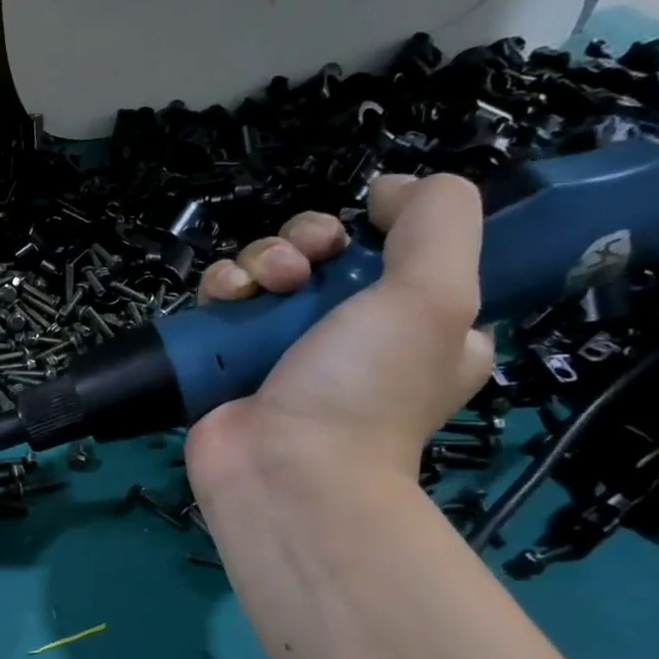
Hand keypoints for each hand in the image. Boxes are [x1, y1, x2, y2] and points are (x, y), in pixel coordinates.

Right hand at [184, 174, 492, 494]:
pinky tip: (226, 299)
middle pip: (321, 253)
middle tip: (304, 265)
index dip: (378, 229)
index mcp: (416, 325)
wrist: (284, 469)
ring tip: (263, 287)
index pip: (396, 252)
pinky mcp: (228, 359)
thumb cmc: (366, 387)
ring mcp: (282, 348)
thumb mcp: (437, 294)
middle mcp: (349, 335)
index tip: (364, 230)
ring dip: (260, 260)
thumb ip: (437, 220)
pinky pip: (222, 301)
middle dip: (307, 241)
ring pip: (265, 270)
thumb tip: (390, 189)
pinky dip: (221, 288)